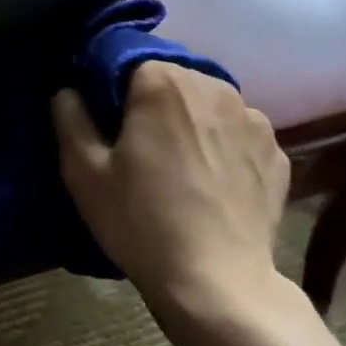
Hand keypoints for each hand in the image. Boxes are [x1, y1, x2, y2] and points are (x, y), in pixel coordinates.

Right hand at [52, 64, 289, 324]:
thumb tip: (68, 90)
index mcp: (162, 83)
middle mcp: (214, 86)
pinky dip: (221, 144)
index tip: (102, 122)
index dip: (108, 89)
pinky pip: (237, 133)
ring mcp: (253, 119)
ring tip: (176, 164)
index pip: (126, 61)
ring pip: (207, 103)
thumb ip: (70, 118)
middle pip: (170, 78)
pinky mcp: (277, 152)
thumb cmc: (141, 221)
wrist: (218, 283)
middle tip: (135, 145)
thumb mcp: (83, 172)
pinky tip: (209, 181)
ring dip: (188, 119)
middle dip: (149, 101)